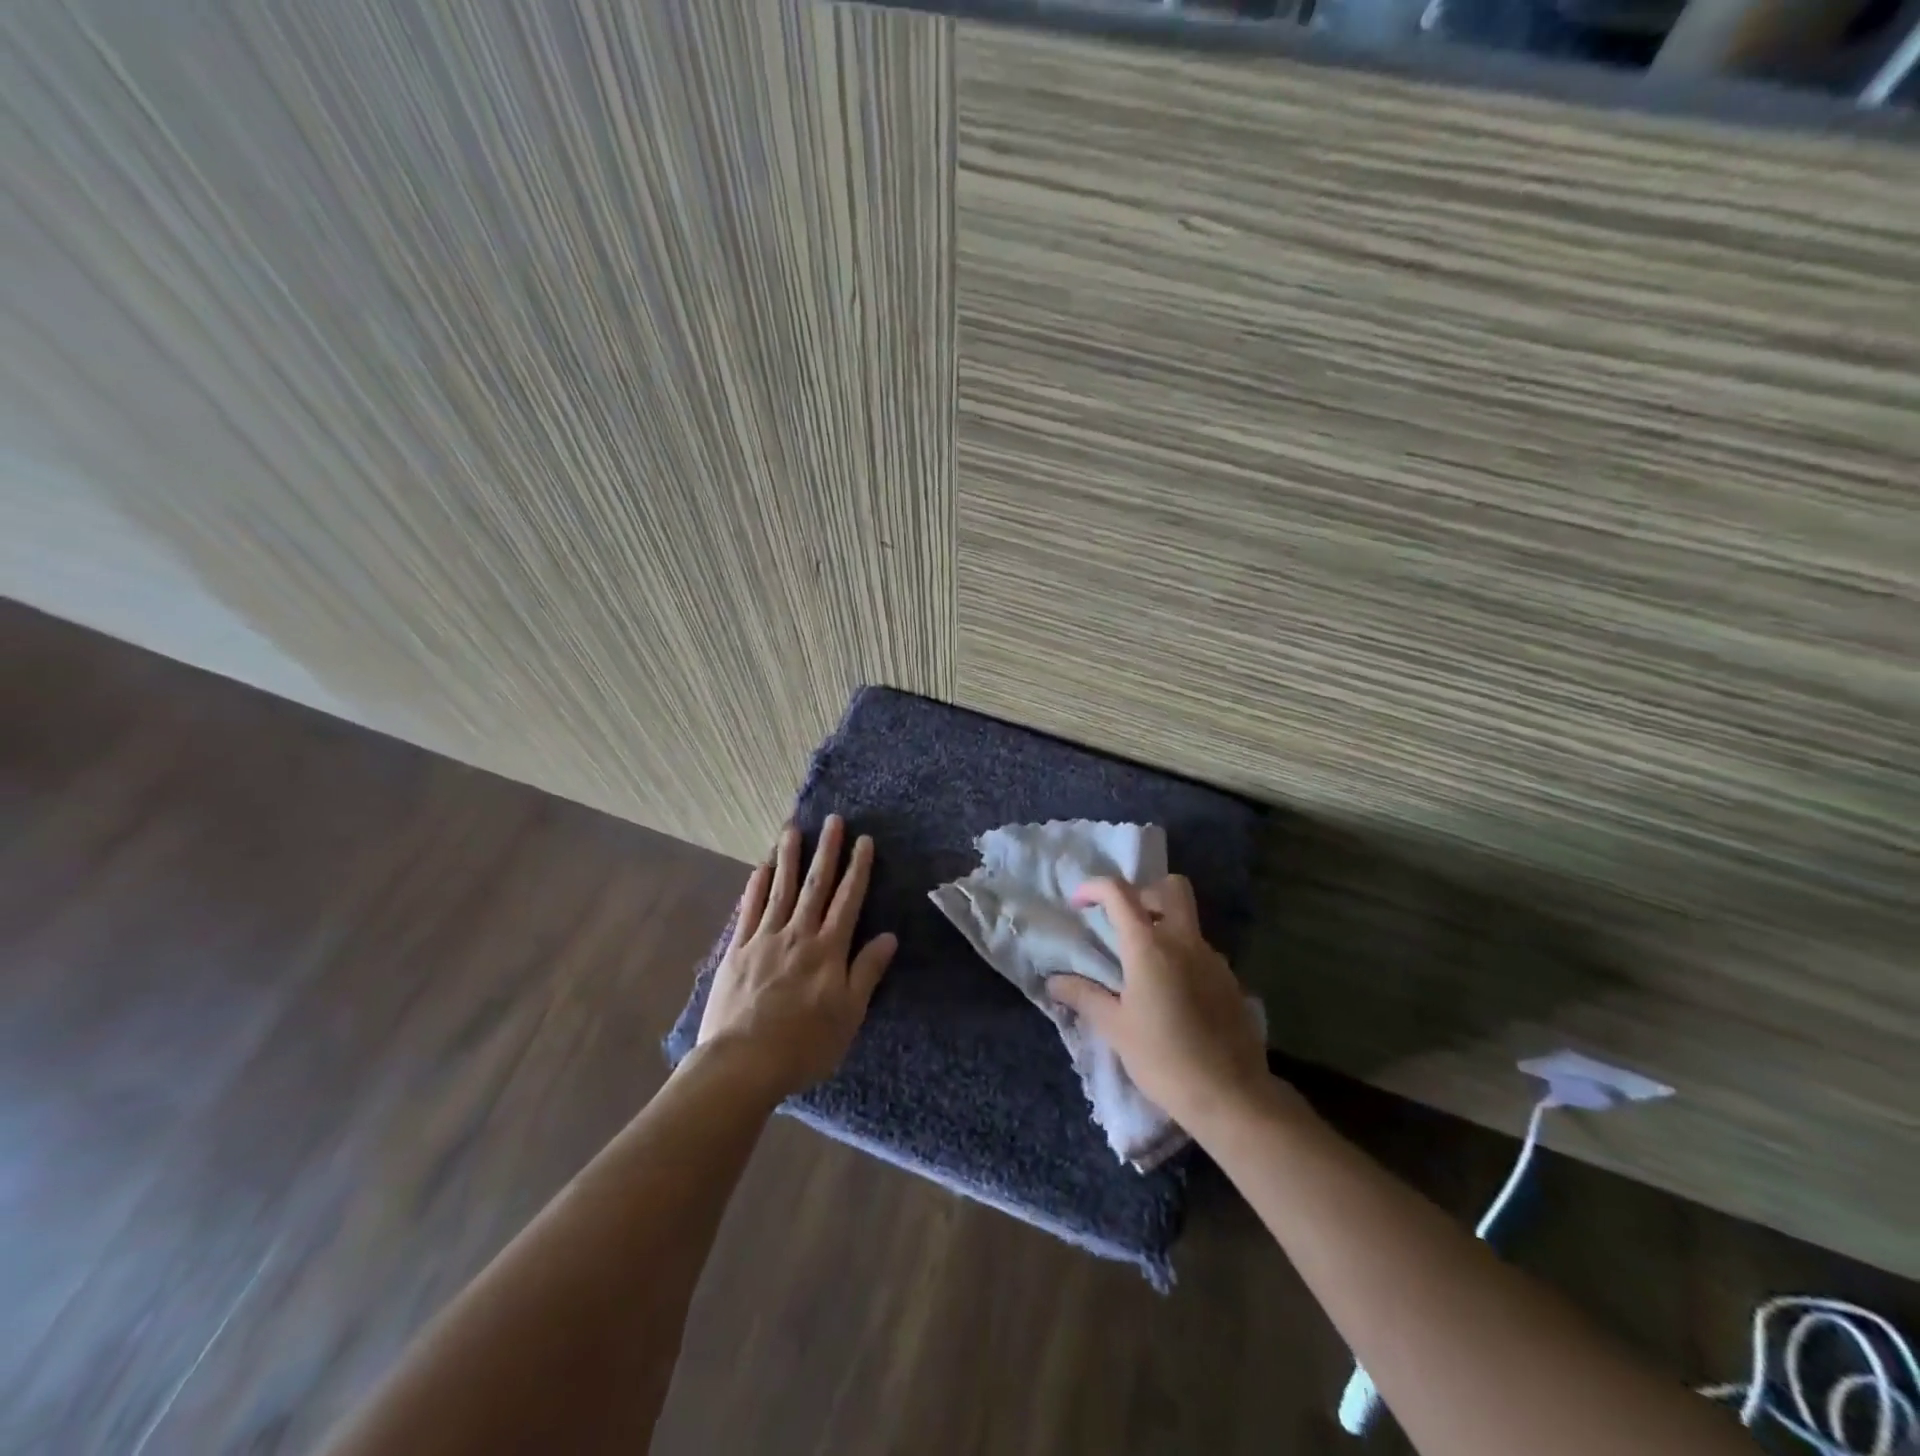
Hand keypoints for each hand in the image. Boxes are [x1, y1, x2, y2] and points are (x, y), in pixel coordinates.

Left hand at [697, 815, 897, 1097]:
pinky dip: (755, 887)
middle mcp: (798, 935)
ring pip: (780, 889)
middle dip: (826, 851)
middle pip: (815, 885)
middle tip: (833, 820)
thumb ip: (867, 972)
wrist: (742, 1063)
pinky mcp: (737, 951)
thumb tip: (889, 937)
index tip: (864, 841)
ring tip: (792, 829)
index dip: (858, 869)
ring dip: (788, 858)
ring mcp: (764, 939)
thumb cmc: (804, 1044)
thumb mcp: (849, 1015)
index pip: (848, 900)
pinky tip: (759, 869)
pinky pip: (748, 910)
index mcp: (828, 950)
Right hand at [1048, 875, 1268, 1127]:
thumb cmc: (1163, 1059)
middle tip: (1124, 922)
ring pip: (1188, 921)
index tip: (1079, 903)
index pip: (1119, 893)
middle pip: (1171, 888)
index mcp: (1150, 946)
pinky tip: (1172, 994)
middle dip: (1144, 893)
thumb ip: (1084, 996)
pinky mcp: (1230, 980)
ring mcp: (1213, 959)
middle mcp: (1184, 941)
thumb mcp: (1115, 1029)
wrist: (1231, 1096)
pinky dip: (1182, 956)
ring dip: (1164, 927)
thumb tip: (1054, 981)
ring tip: (1144, 967)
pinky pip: (1201, 951)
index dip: (1094, 888)